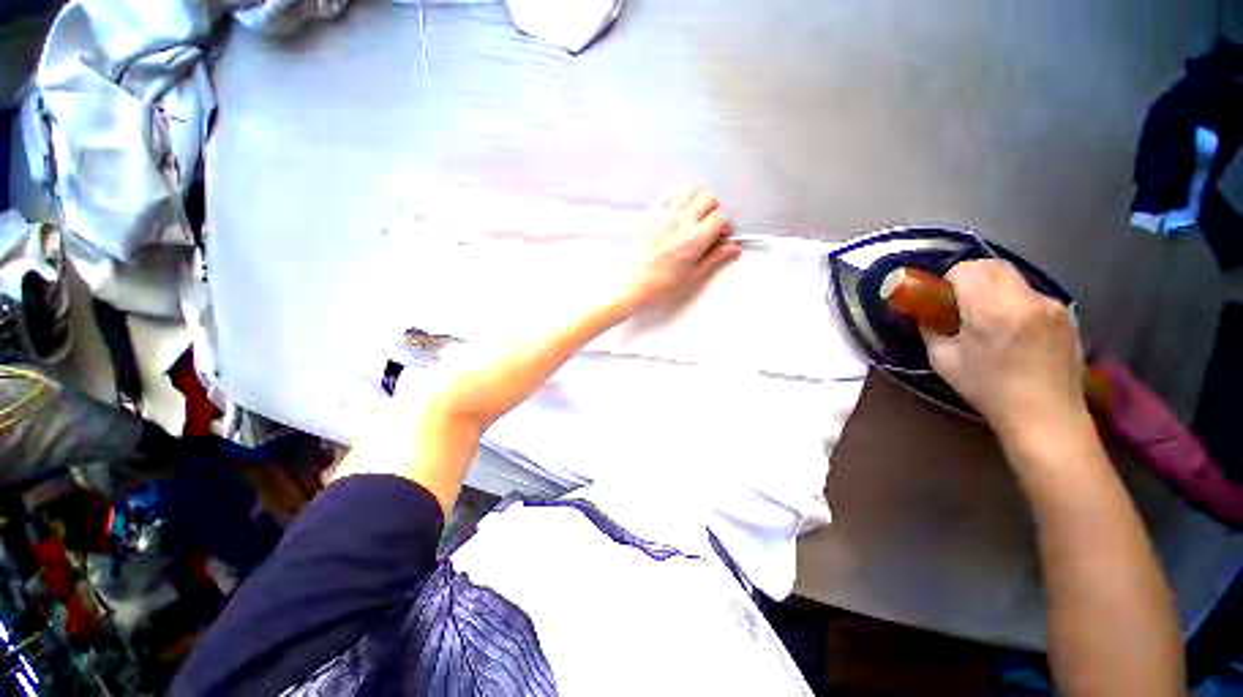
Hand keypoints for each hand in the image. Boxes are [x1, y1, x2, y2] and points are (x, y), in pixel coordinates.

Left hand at [624, 189, 740, 311]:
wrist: (633, 283)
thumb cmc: (662, 285)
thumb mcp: (694, 275)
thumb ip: (715, 258)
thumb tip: (733, 248)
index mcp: (694, 238)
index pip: (720, 217)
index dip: (725, 227)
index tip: (722, 237)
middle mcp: (681, 221)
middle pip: (707, 199)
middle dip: (714, 211)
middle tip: (710, 228)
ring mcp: (665, 215)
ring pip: (690, 191)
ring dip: (698, 201)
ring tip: (696, 219)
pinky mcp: (653, 215)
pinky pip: (671, 196)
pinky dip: (680, 200)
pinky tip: (679, 216)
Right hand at [923, 260, 1087, 440]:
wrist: (1045, 415)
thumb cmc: (988, 389)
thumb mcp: (944, 361)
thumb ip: (931, 330)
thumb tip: (925, 315)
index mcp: (991, 310)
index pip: (967, 269)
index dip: (950, 279)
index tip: (943, 297)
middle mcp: (1025, 299)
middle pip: (993, 265)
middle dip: (972, 275)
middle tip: (961, 301)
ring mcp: (1051, 305)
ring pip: (1015, 279)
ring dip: (996, 288)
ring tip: (991, 319)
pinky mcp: (1067, 314)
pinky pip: (1033, 295)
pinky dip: (1017, 302)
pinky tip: (1016, 330)